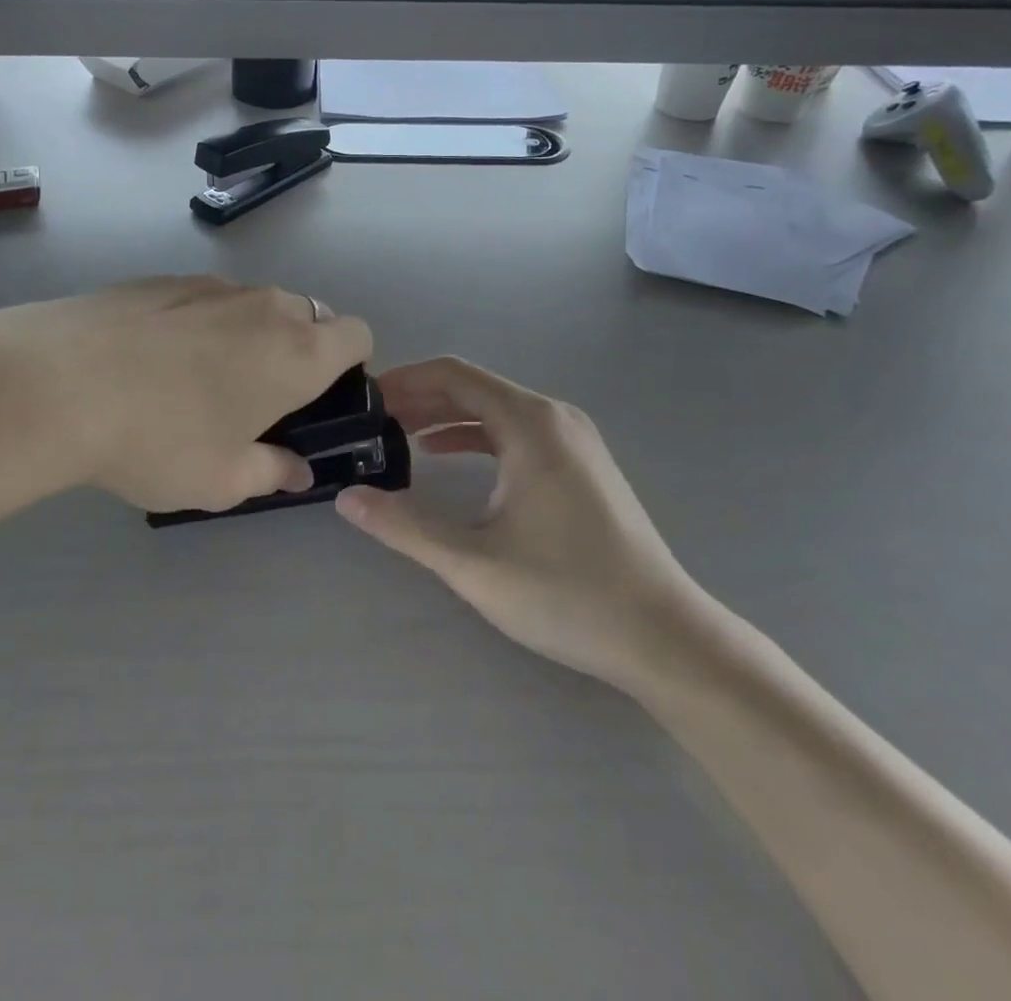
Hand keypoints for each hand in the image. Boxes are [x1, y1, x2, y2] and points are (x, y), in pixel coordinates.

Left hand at [0, 277, 371, 515]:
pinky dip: (198, 324)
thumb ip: (273, 472)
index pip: (357, 335)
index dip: (350, 365)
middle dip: (297, 351)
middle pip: (307, 316)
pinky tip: (151, 361)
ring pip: (253, 306)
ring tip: (194, 381)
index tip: (318, 398)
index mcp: (299, 351)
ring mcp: (212, 286)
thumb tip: (296, 470)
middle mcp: (265, 306)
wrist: (58, 383)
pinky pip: (204, 300)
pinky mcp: (163, 280)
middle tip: (256, 399)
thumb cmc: (161, 439)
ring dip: (246, 336)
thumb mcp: (224, 481)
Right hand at [336, 358, 710, 693]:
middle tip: (372, 420)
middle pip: (474, 387)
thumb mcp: (473, 563)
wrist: (663, 635)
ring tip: (398, 435)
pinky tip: (446, 457)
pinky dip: (476, 436)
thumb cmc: (566, 593)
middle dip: (420, 398)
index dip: (404, 380)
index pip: (453, 375)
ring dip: (445, 417)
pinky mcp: (581, 464)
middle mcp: (553, 417)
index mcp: (529, 423)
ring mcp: (573, 439)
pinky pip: (516, 432)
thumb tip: (347, 499)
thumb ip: (405, 526)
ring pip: (495, 410)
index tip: (366, 399)